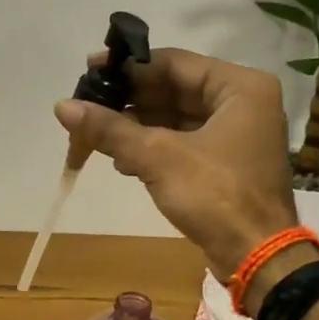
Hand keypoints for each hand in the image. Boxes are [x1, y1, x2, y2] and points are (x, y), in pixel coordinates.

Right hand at [55, 48, 300, 278]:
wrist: (256, 256)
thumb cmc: (215, 196)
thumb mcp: (158, 157)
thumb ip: (110, 129)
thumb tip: (62, 107)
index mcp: (240, 87)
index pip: (173, 63)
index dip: (128, 67)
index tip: (89, 72)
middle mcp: (242, 102)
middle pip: (174, 90)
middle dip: (129, 101)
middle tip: (86, 105)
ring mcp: (236, 134)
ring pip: (176, 118)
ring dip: (137, 125)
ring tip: (96, 135)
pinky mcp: (225, 163)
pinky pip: (182, 142)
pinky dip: (153, 146)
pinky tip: (121, 159)